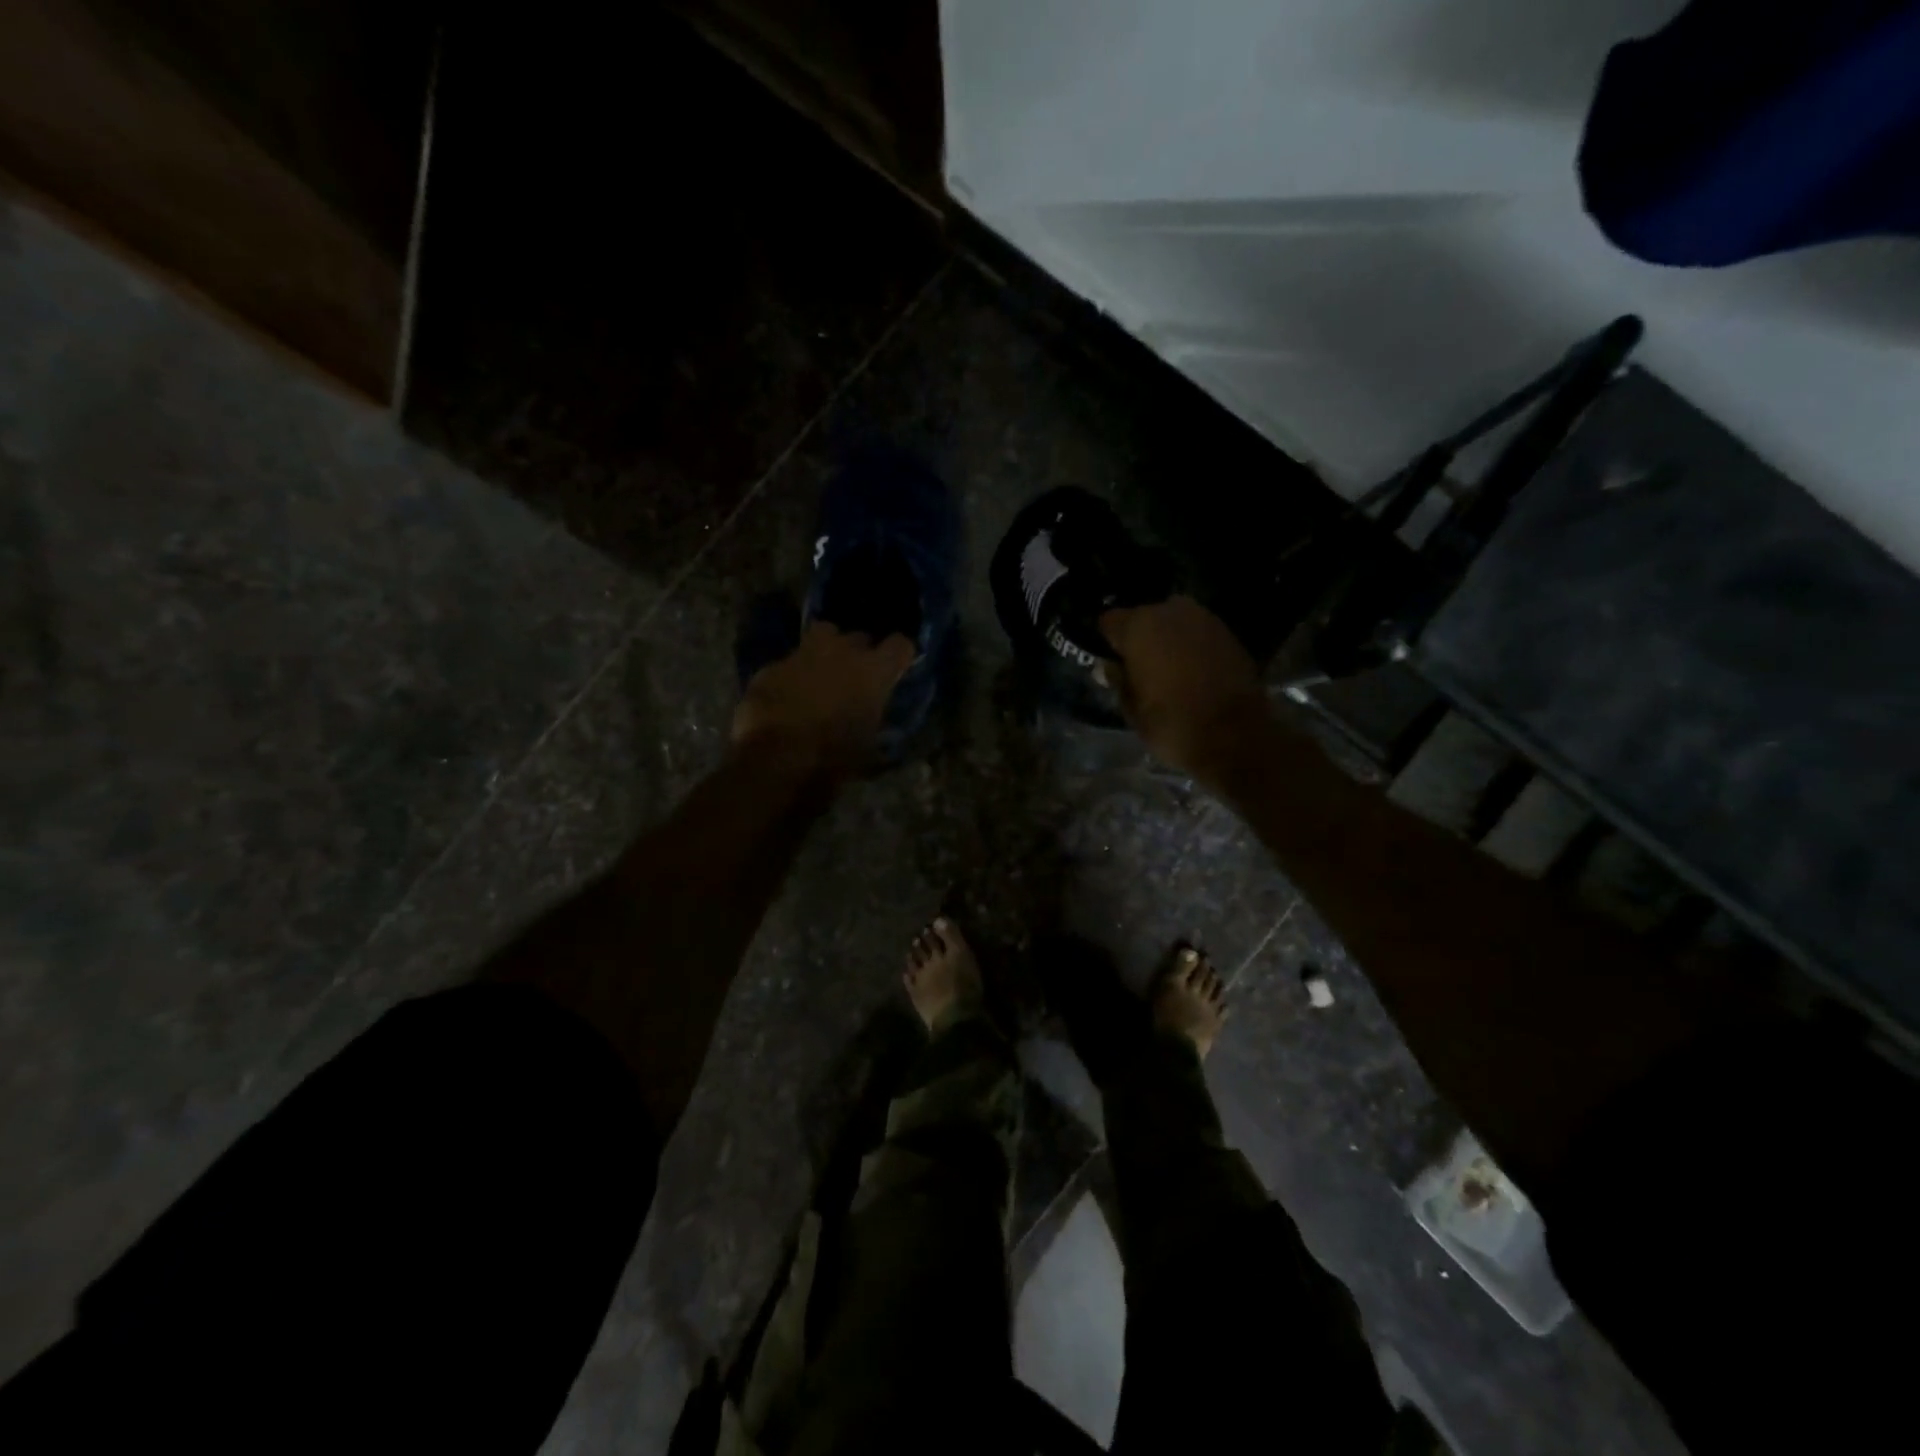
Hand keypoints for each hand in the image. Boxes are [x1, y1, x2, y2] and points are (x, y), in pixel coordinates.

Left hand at [731, 621, 914, 776]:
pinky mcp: (773, 665)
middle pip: (860, 637)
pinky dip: (794, 673)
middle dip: (860, 654)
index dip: (899, 656)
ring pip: (824, 635)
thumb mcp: (867, 745)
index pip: (901, 645)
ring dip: (827, 650)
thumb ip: (874, 718)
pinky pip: (791, 661)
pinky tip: (788, 694)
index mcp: (874, 671)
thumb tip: (873, 714)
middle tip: (855, 678)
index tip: (896, 669)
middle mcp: (842, 651)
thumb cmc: (832, 757)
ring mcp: (804, 653)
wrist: (773, 758)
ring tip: (823, 673)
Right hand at [1099, 596, 1271, 782]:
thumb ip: (1118, 681)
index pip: (1109, 621)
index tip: (1110, 660)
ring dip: (1167, 640)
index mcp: (1138, 627)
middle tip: (1139, 666)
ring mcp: (1203, 619)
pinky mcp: (1227, 633)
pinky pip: (1197, 634)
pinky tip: (1192, 671)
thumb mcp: (1131, 710)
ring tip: (1166, 669)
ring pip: (1173, 623)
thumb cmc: (1172, 724)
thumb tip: (1111, 667)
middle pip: (1143, 617)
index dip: (1107, 641)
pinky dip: (1191, 646)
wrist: (1234, 736)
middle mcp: (1170, 612)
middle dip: (1139, 637)